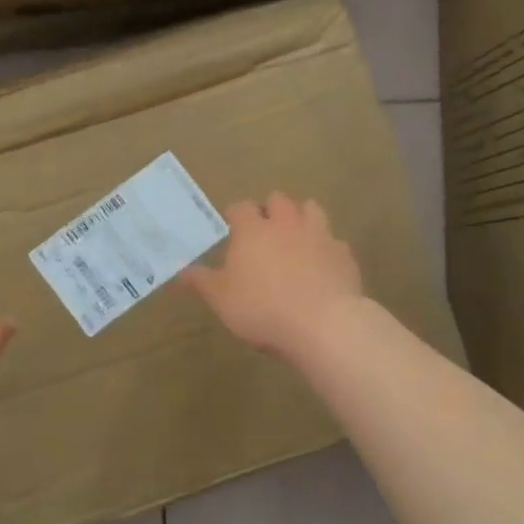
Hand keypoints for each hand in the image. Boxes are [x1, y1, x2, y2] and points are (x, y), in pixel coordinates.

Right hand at [181, 193, 365, 360]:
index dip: (235, 215)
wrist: (323, 324)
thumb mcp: (221, 299)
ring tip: (295, 239)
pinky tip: (322, 266)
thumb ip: (201, 281)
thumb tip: (179, 271)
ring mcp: (319, 235)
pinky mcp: (344, 254)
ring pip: (311, 209)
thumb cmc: (262, 308)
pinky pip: (334, 241)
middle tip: (264, 232)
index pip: (240, 207)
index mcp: (253, 230)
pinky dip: (326, 248)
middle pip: (278, 199)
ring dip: (302, 218)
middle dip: (270, 209)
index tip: (232, 228)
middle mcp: (286, 224)